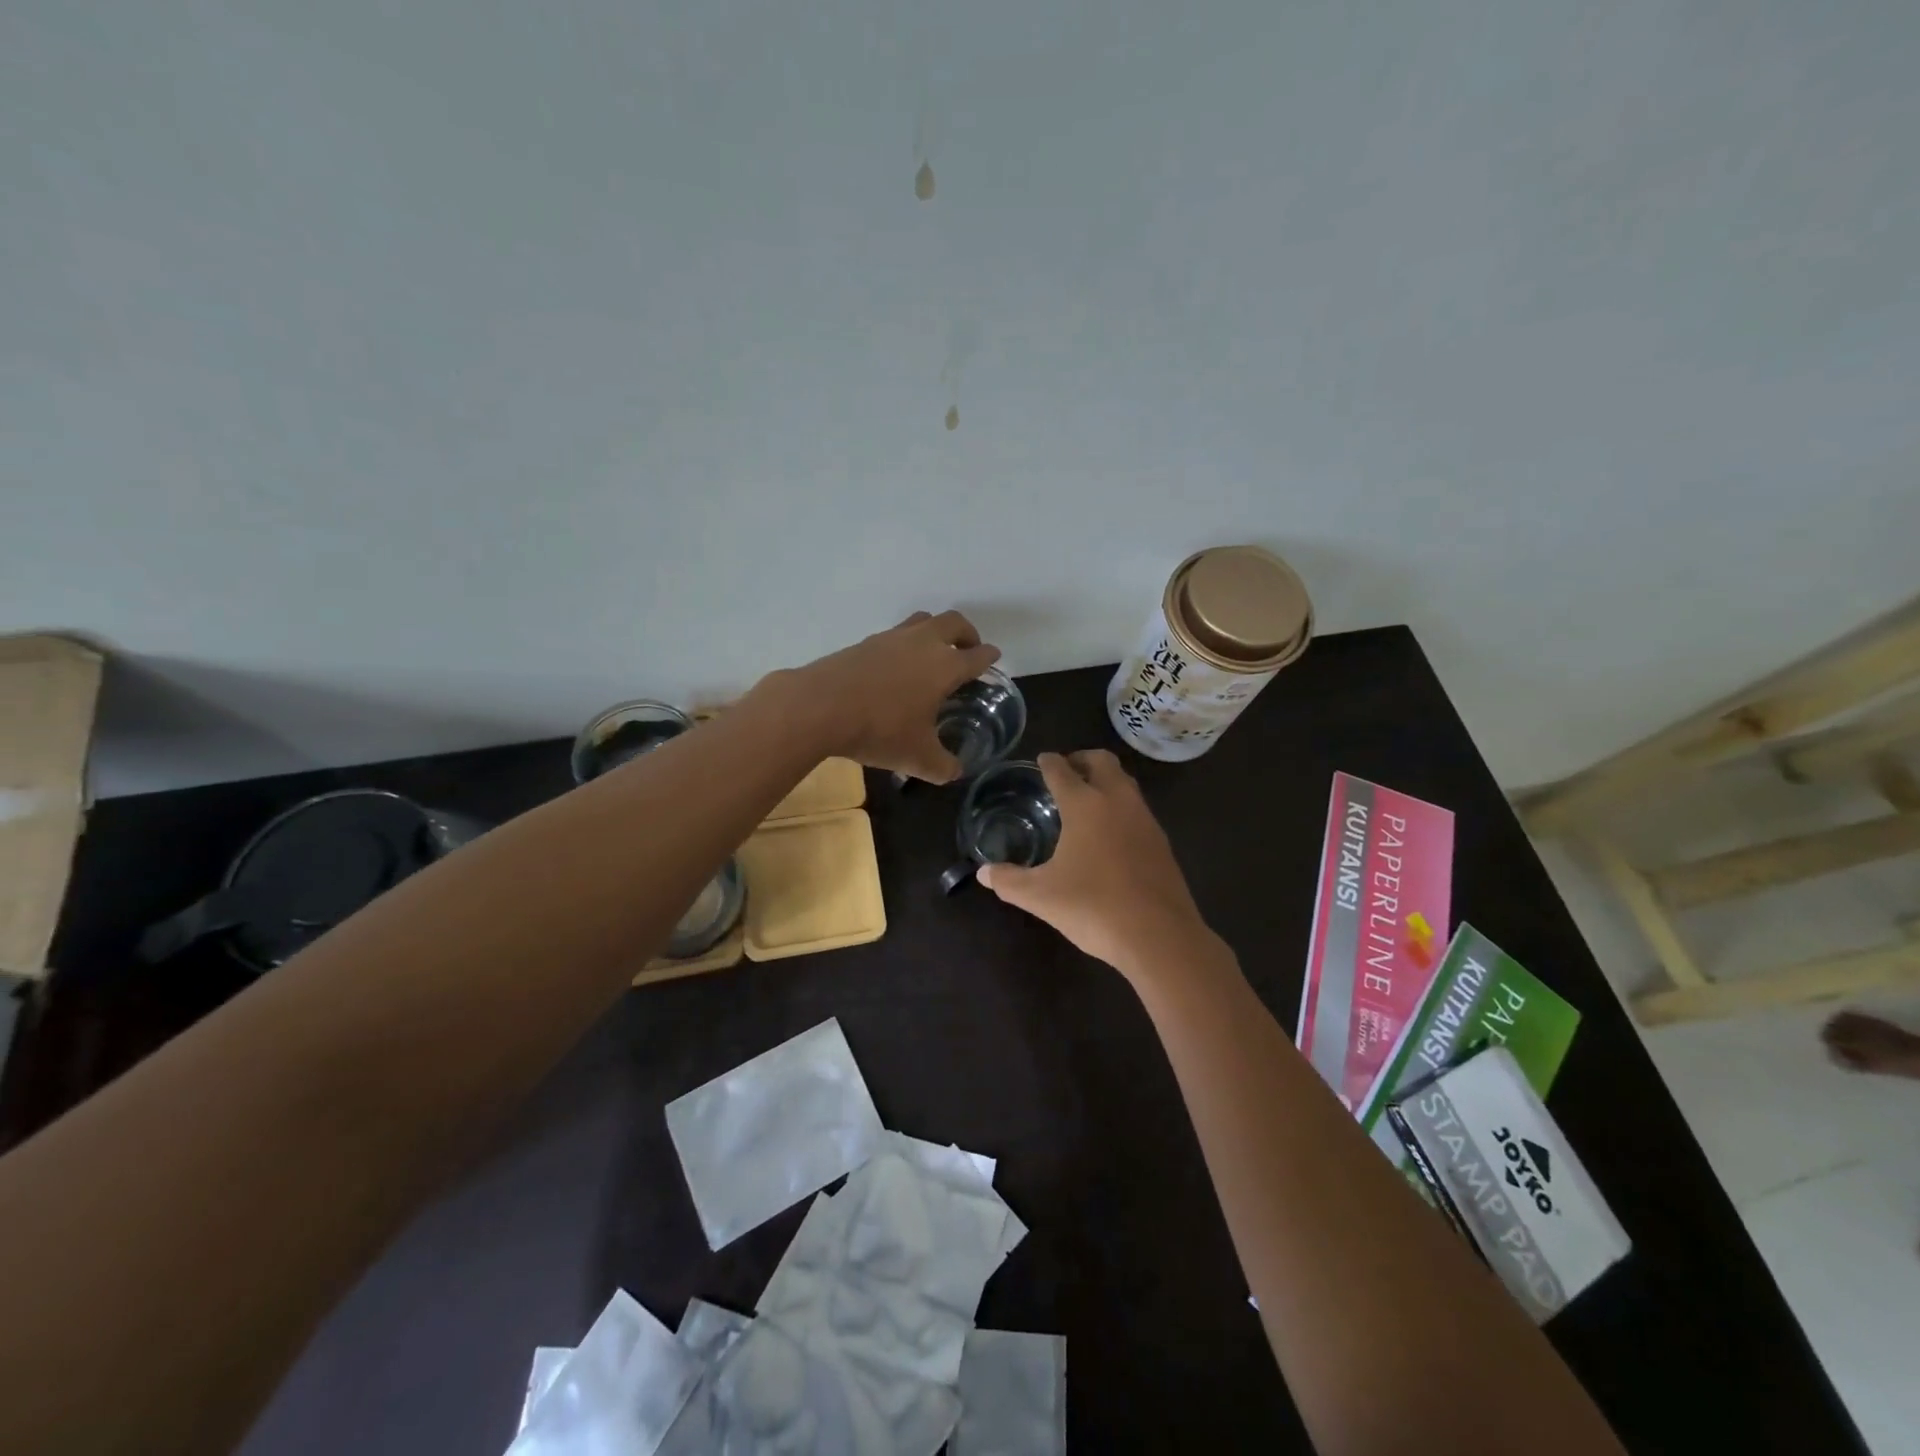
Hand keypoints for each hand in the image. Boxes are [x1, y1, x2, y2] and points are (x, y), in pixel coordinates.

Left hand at [769, 611, 1000, 782]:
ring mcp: (891, 638)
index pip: (977, 655)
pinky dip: (904, 645)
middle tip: (968, 650)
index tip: (993, 659)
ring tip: (933, 653)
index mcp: (945, 666)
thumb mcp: (918, 758)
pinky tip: (896, 668)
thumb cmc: (880, 730)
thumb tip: (954, 772)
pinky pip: (895, 635)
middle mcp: (923, 643)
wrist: (821, 706)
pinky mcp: (864, 642)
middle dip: (967, 634)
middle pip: (953, 623)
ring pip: (922, 621)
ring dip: (935, 632)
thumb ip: (943, 766)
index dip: (989, 657)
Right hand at [979, 750, 1213, 979]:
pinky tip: (1110, 832)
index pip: (1062, 771)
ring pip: (1125, 782)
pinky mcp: (1162, 841)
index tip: (1042, 759)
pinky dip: (1120, 805)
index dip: (1049, 763)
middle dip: (1082, 759)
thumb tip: (983, 873)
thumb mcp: (1041, 897)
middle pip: (1102, 762)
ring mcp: (1145, 819)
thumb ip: (1009, 881)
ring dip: (1105, 780)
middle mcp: (1117, 801)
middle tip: (1066, 771)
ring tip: (1086, 798)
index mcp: (1085, 805)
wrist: (1160, 936)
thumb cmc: (1094, 907)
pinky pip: (1137, 808)